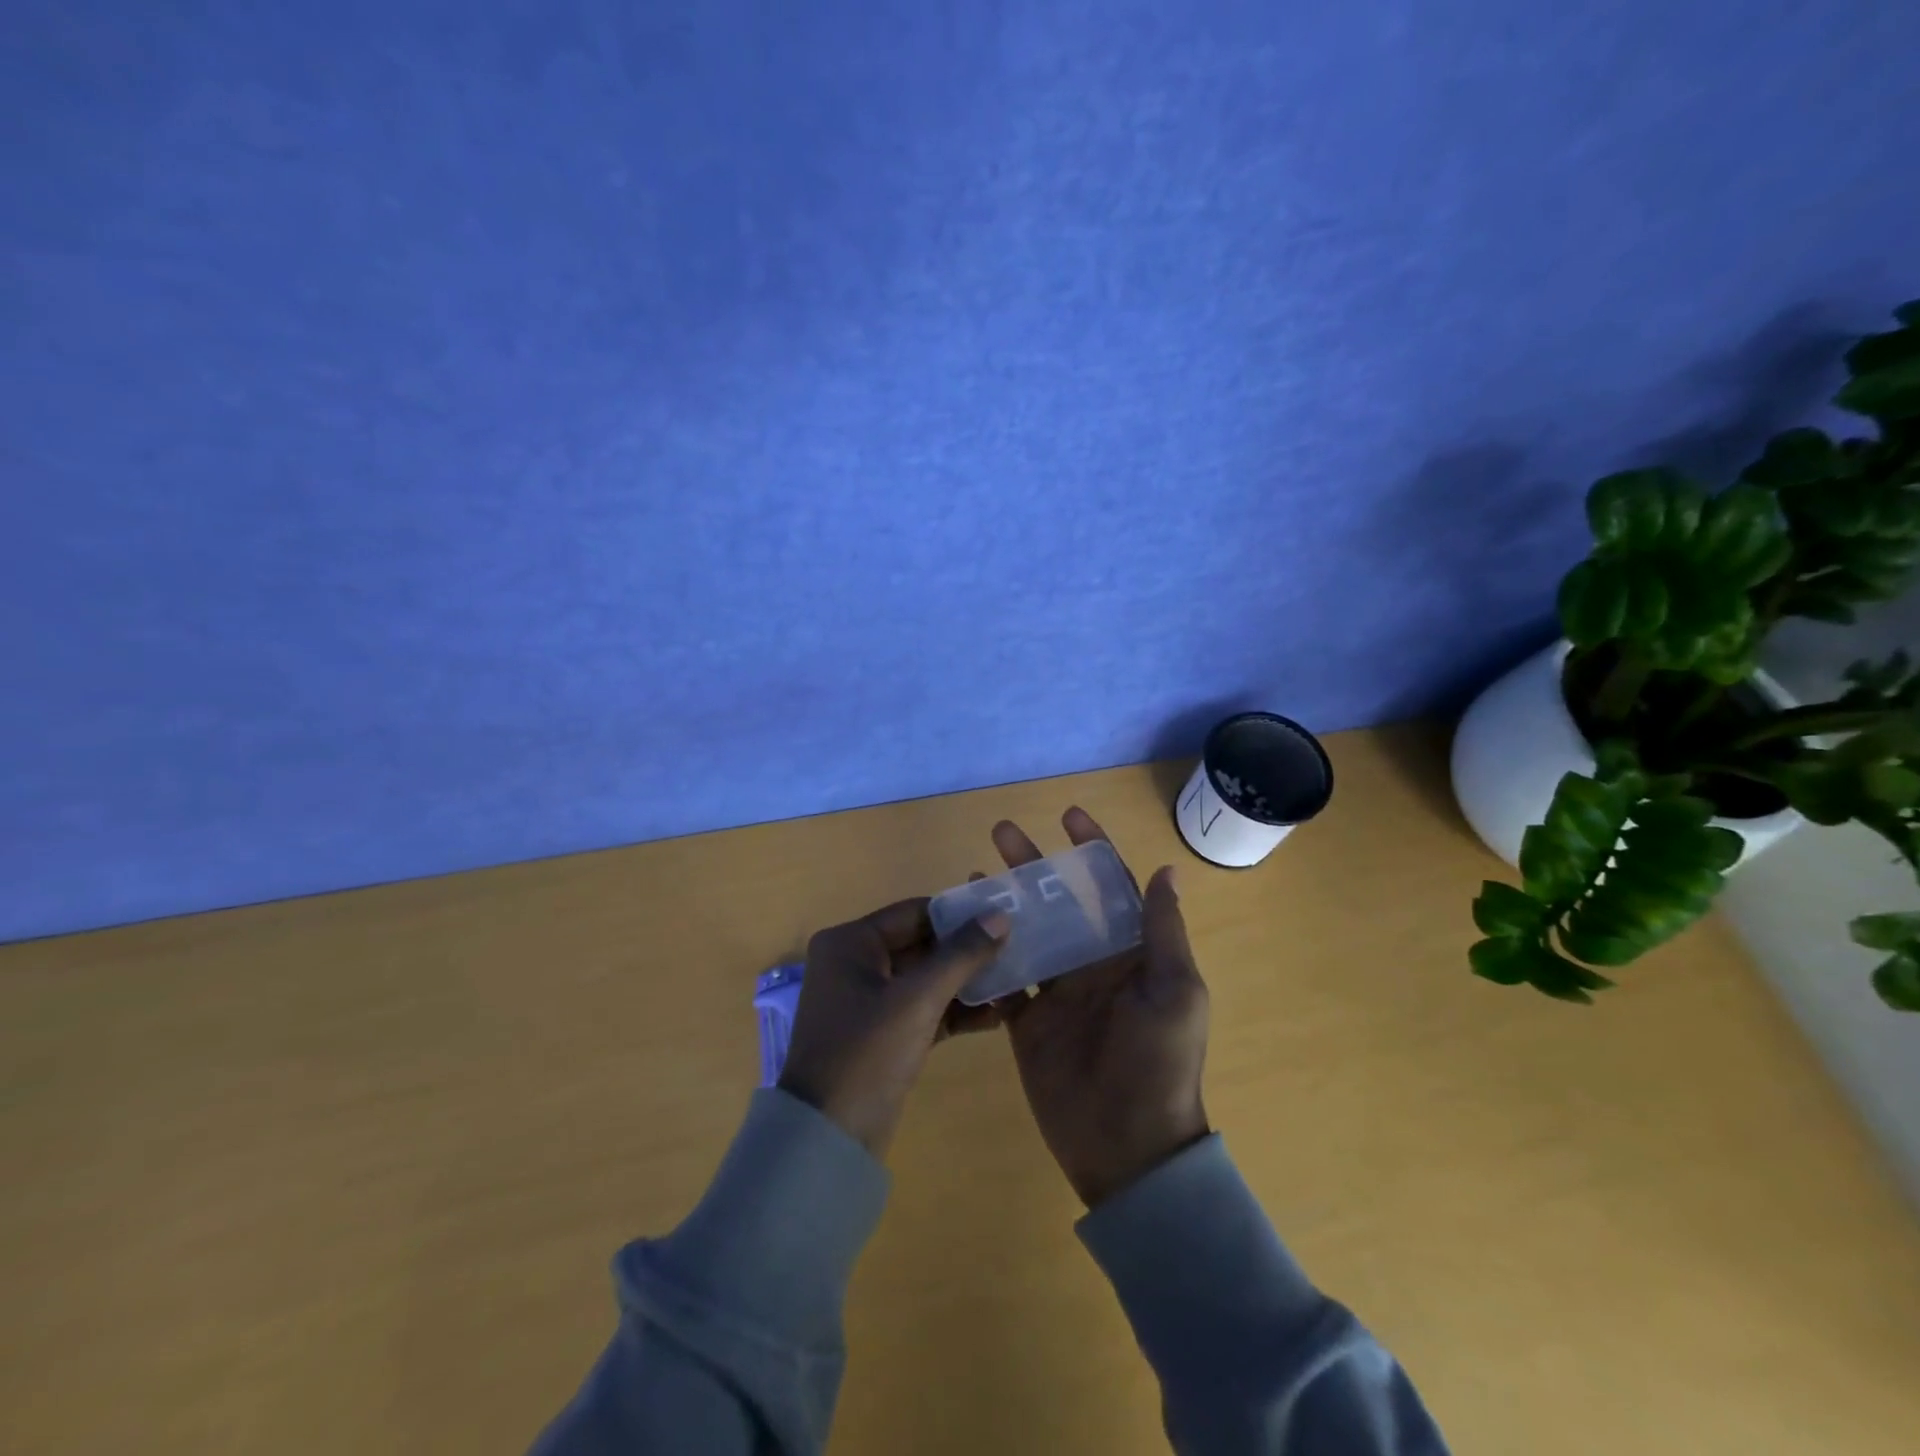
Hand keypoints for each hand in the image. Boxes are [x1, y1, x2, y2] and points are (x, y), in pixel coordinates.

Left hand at [779, 898, 1010, 1159]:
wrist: (829, 1139)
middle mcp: (855, 964)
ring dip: (966, 982)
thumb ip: (961, 955)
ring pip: (926, 979)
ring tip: (1015, 982)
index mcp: (850, 943)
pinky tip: (996, 1016)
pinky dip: (954, 1011)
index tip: (1003, 917)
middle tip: (1016, 949)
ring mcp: (868, 1001)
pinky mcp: (883, 1034)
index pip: (914, 913)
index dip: (959, 914)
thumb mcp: (918, 999)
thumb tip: (1000, 916)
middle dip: (967, 951)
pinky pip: (923, 1009)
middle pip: (921, 944)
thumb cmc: (868, 1052)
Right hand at [982, 808, 1211, 1207]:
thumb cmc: (1160, 1062)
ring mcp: (1057, 991)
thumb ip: (1163, 932)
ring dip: (1005, 900)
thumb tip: (1166, 869)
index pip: (1110, 887)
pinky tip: (962, 928)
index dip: (1091, 849)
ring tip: (974, 871)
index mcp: (1129, 952)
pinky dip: (985, 952)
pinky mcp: (1027, 1021)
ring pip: (1027, 931)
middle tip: (1001, 832)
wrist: (1129, 1146)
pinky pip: (1004, 977)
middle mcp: (1091, 963)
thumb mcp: (1176, 992)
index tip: (1068, 816)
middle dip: (1033, 864)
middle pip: (1059, 901)